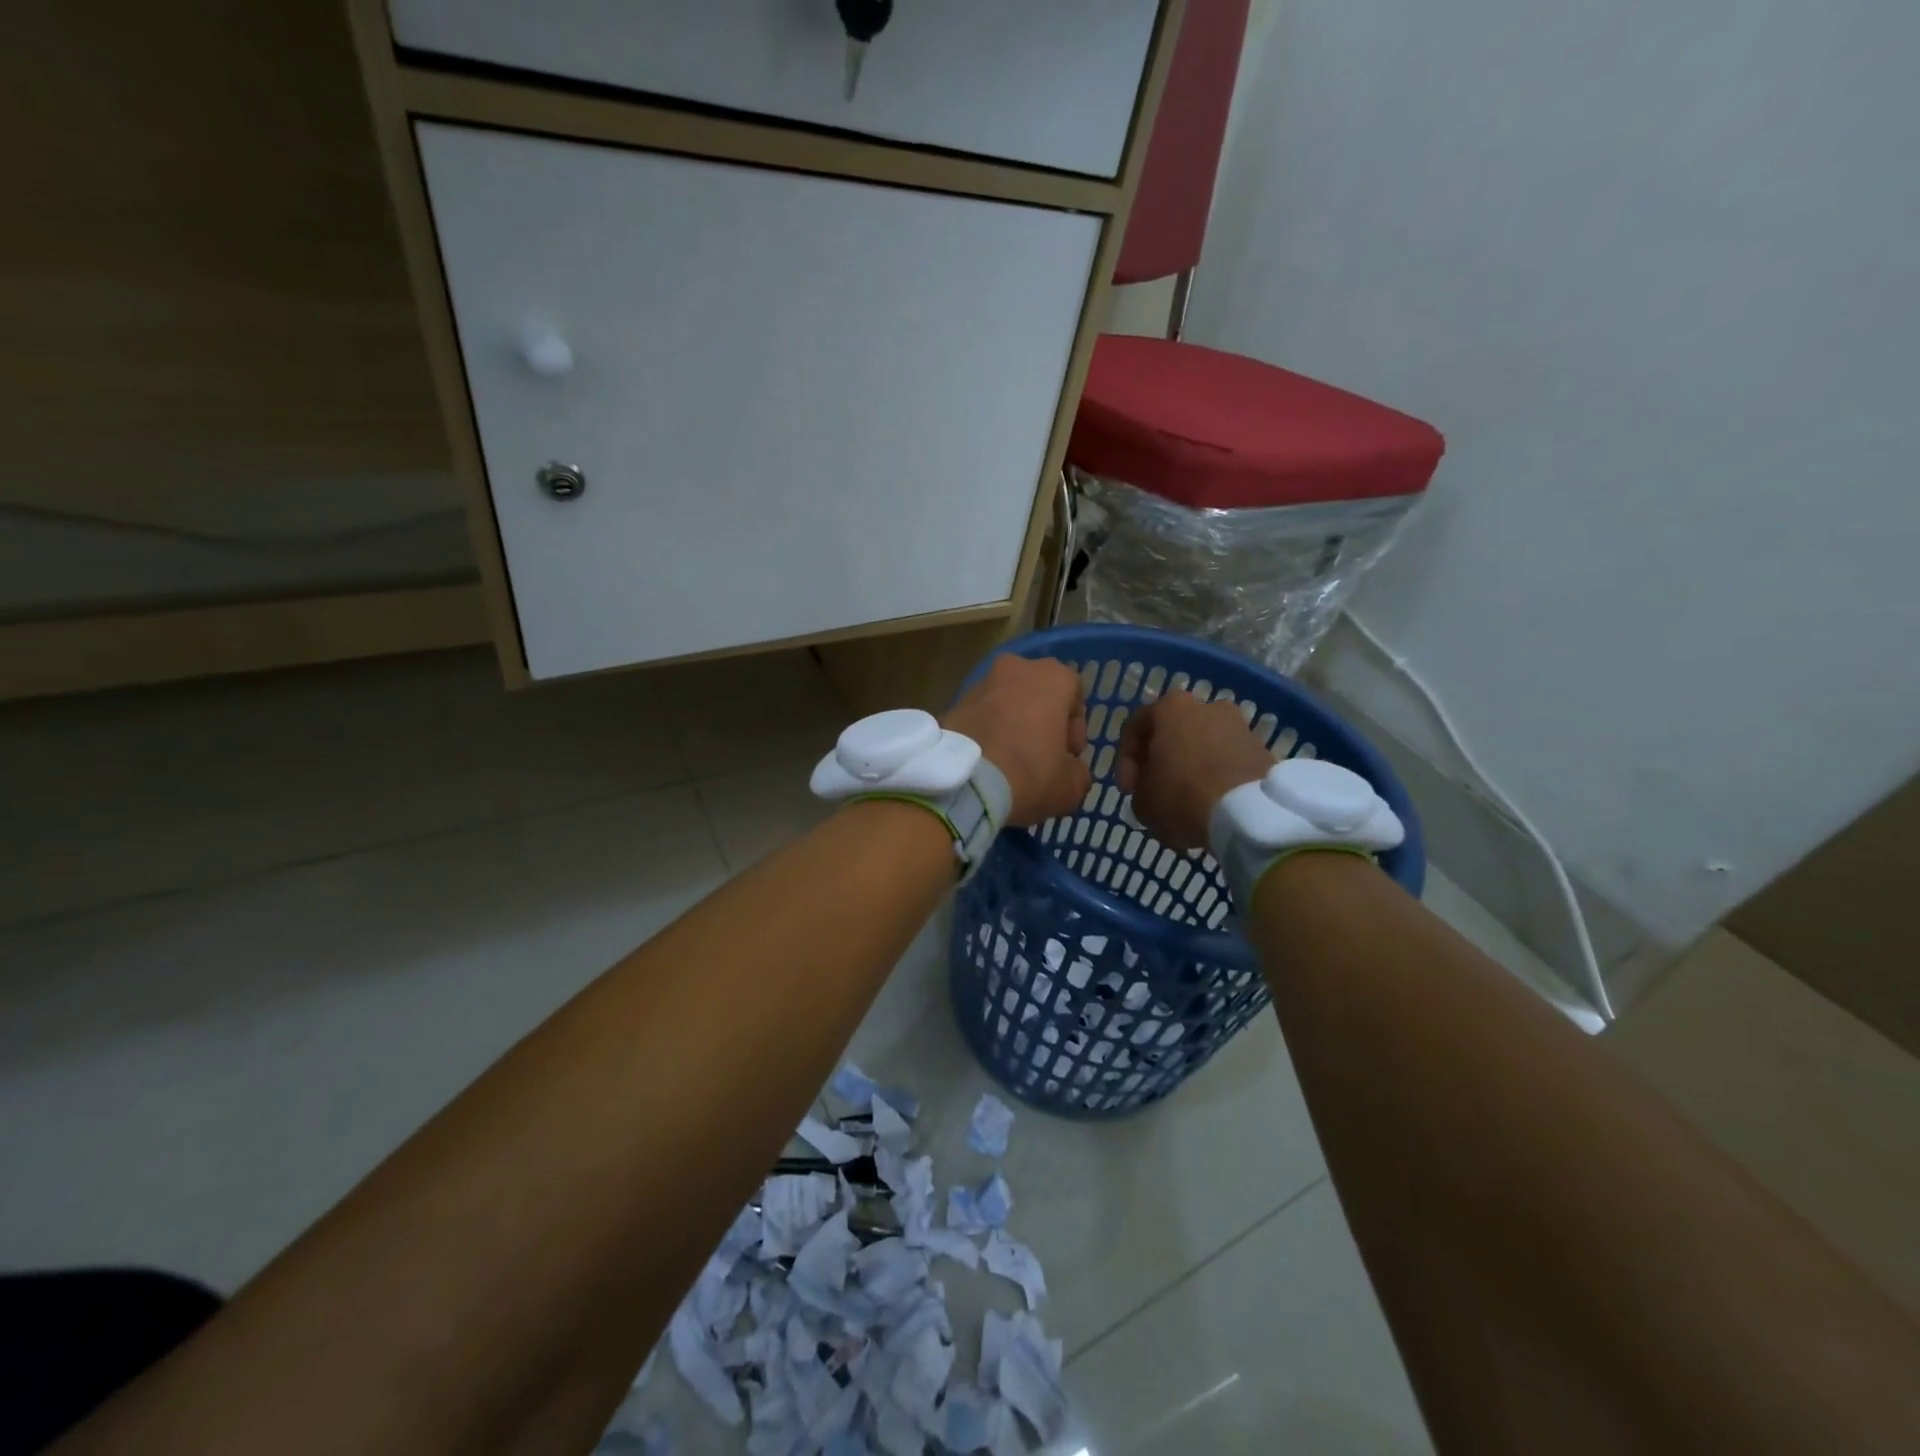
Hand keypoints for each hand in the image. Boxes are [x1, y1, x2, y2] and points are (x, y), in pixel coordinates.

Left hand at [943, 654, 1091, 826]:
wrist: (965, 783)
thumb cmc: (1030, 773)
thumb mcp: (1071, 785)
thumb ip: (1077, 772)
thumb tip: (1071, 772)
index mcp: (1053, 676)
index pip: (1075, 694)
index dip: (1075, 728)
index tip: (1069, 755)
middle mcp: (1016, 668)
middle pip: (1039, 694)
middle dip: (1043, 722)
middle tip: (1042, 757)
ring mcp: (981, 683)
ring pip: (1008, 703)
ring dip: (1014, 725)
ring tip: (1011, 762)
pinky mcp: (954, 702)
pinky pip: (981, 715)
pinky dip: (988, 731)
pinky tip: (988, 761)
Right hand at [1118, 692, 1275, 849]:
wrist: (1250, 813)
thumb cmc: (1182, 797)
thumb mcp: (1142, 801)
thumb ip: (1141, 788)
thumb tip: (1153, 789)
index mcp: (1170, 708)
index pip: (1134, 728)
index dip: (1125, 761)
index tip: (1129, 790)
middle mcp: (1206, 706)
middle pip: (1173, 733)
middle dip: (1162, 760)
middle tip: (1156, 791)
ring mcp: (1239, 725)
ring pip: (1203, 746)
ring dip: (1192, 768)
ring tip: (1187, 801)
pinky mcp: (1262, 749)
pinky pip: (1228, 761)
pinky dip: (1217, 777)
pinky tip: (1212, 803)